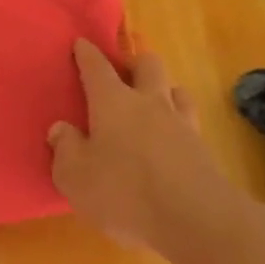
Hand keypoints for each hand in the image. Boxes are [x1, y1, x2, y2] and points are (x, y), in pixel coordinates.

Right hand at [49, 39, 218, 250]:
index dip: (87, 54)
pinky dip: (178, 122)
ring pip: (175, 89)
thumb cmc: (124, 193)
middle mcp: (148, 102)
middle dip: (134, 62)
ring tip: (153, 102)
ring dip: (163, 90)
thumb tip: (61, 129)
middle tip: (123, 73)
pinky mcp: (203, 149)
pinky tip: (172, 137)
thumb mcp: (76, 177)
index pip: (97, 67)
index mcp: (112, 101)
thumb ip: (65, 149)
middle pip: (147, 64)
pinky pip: (189, 121)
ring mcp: (181, 123)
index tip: (82, 44)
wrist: (195, 219)